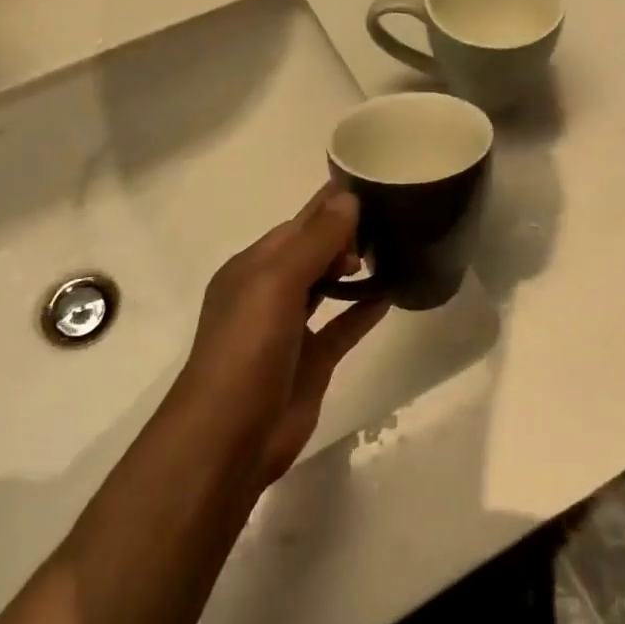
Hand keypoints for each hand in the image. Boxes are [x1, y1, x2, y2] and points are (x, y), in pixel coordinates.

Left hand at [170, 185, 389, 488]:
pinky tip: (391, 294)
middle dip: (346, 234)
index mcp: (253, 267)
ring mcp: (290, 329)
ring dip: (354, 268)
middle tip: (392, 220)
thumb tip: (349, 199)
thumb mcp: (276, 283)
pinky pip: (342, 325)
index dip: (331, 205)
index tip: (374, 183)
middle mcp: (269, 292)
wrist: (229, 439)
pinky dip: (363, 310)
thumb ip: (315, 241)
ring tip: (395, 247)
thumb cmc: (247, 349)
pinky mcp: (311, 361)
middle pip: (313, 251)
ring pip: (327, 285)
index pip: (298, 223)